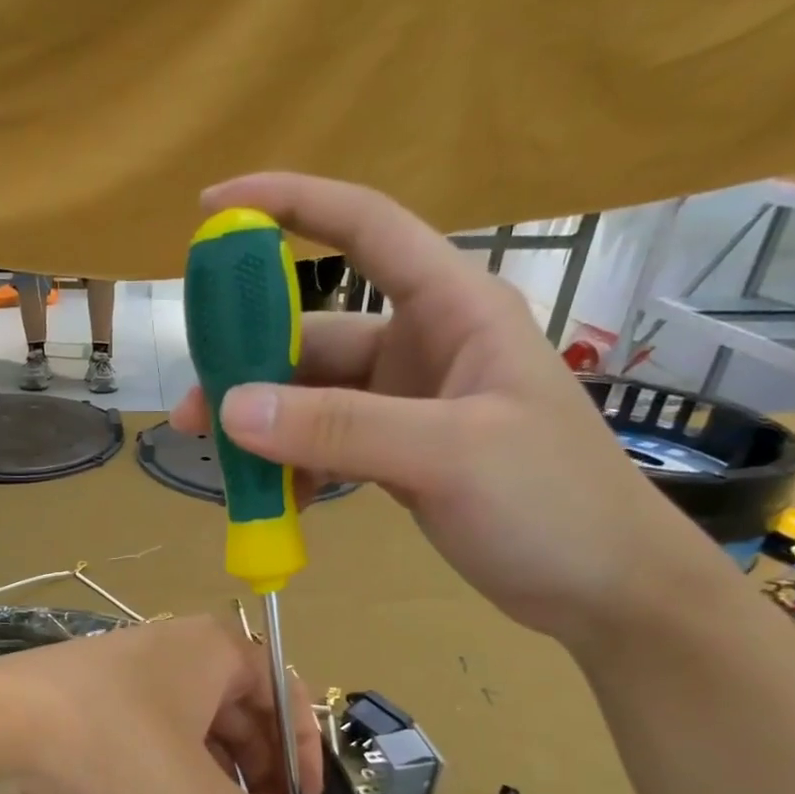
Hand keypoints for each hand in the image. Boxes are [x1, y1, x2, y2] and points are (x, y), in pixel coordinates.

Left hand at [0, 616, 321, 793]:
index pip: (287, 697)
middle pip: (246, 712)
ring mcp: (138, 670)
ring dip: (222, 779)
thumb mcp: (191, 792)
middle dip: (262, 775)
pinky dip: (180, 772)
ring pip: (201, 727)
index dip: (305, 758)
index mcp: (217, 648)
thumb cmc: (111, 741)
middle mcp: (182, 648)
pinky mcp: (102, 697)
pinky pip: (162, 733)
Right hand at [171, 173, 715, 649]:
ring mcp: (408, 405)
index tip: (213, 210)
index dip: (289, 205)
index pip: (365, 226)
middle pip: (316, 335)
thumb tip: (230, 408)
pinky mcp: (400, 455)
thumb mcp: (448, 455)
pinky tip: (273, 500)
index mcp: (453, 310)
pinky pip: (328, 446)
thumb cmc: (552, 504)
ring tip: (222, 470)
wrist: (603, 588)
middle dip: (249, 369)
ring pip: (314, 399)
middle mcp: (424, 346)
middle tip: (191, 416)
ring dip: (266, 430)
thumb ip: (339, 428)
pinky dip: (295, 467)